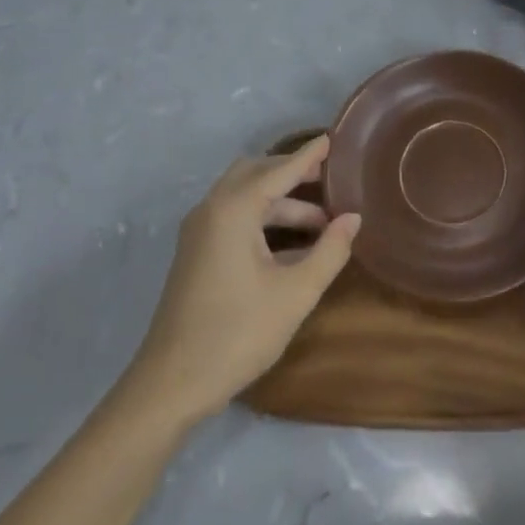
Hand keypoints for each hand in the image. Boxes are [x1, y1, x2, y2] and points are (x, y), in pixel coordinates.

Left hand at [121, 136, 359, 426]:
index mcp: (233, 211)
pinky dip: (263, 217)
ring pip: (244, 197)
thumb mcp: (296, 293)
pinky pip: (233, 216)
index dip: (308, 156)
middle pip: (256, 174)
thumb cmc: (238, 333)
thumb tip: (353, 218)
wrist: (171, 385)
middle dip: (292, 173)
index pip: (279, 170)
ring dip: (281, 201)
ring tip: (322, 221)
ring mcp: (199, 232)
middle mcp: (212, 210)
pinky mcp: (196, 253)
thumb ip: (329, 250)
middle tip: (330, 179)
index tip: (333, 139)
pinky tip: (292, 243)